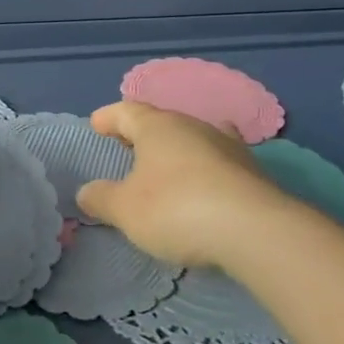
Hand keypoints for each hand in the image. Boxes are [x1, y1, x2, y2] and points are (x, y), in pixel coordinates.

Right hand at [75, 101, 299, 270]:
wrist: (256, 232)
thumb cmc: (176, 209)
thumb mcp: (125, 210)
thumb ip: (102, 199)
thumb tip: (86, 192)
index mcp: (158, 127)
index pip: (126, 111)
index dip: (108, 117)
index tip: (96, 125)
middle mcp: (194, 127)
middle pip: (162, 122)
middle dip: (143, 133)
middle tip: (127, 147)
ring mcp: (228, 147)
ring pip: (194, 139)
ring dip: (177, 150)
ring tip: (166, 165)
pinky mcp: (253, 173)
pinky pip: (219, 162)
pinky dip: (205, 169)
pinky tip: (205, 182)